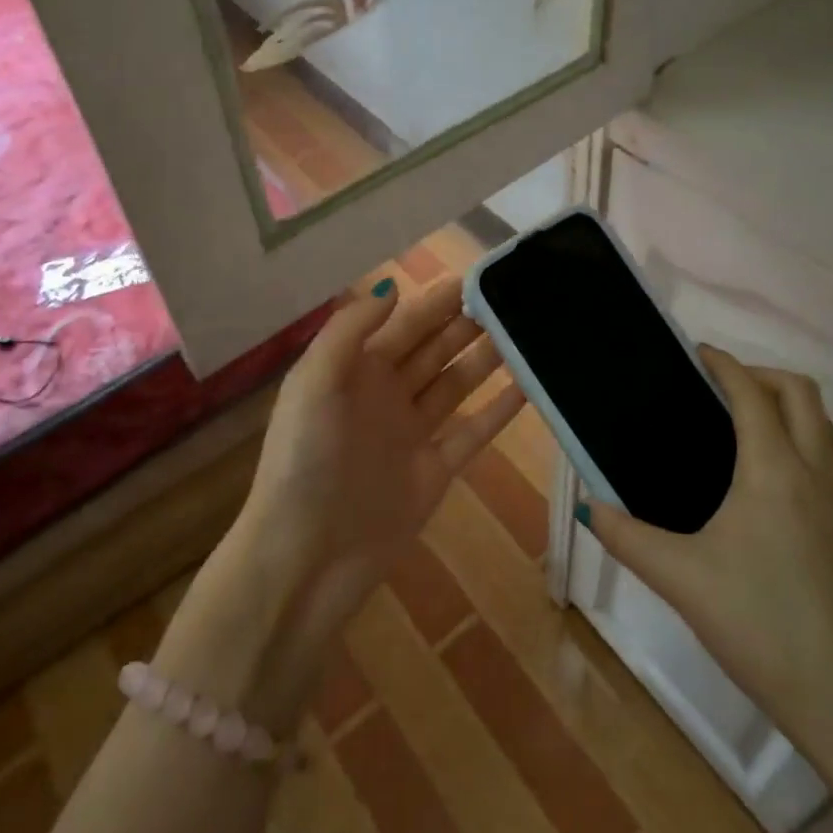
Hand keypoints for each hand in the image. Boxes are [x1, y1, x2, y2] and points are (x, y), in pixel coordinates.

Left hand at [235, 277, 526, 622]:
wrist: (306, 558)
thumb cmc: (304, 461)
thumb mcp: (314, 383)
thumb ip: (351, 330)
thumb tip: (393, 286)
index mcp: (355, 370)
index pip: (405, 323)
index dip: (437, 300)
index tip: (476, 274)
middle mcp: (386, 394)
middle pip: (434, 348)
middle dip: (467, 322)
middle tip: (512, 296)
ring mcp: (412, 432)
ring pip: (456, 383)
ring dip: (487, 357)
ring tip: (525, 330)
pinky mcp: (435, 470)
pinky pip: (473, 431)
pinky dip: (498, 409)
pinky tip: (527, 386)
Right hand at [580, 348, 832, 767]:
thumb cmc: (761, 628)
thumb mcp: (681, 580)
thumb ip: (628, 537)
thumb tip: (589, 508)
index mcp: (774, 470)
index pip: (752, 392)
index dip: (724, 364)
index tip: (697, 353)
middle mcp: (819, 472)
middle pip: (800, 392)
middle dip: (760, 375)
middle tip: (718, 388)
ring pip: (825, 425)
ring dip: (787, 406)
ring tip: (743, 426)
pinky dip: (805, 440)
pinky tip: (775, 482)